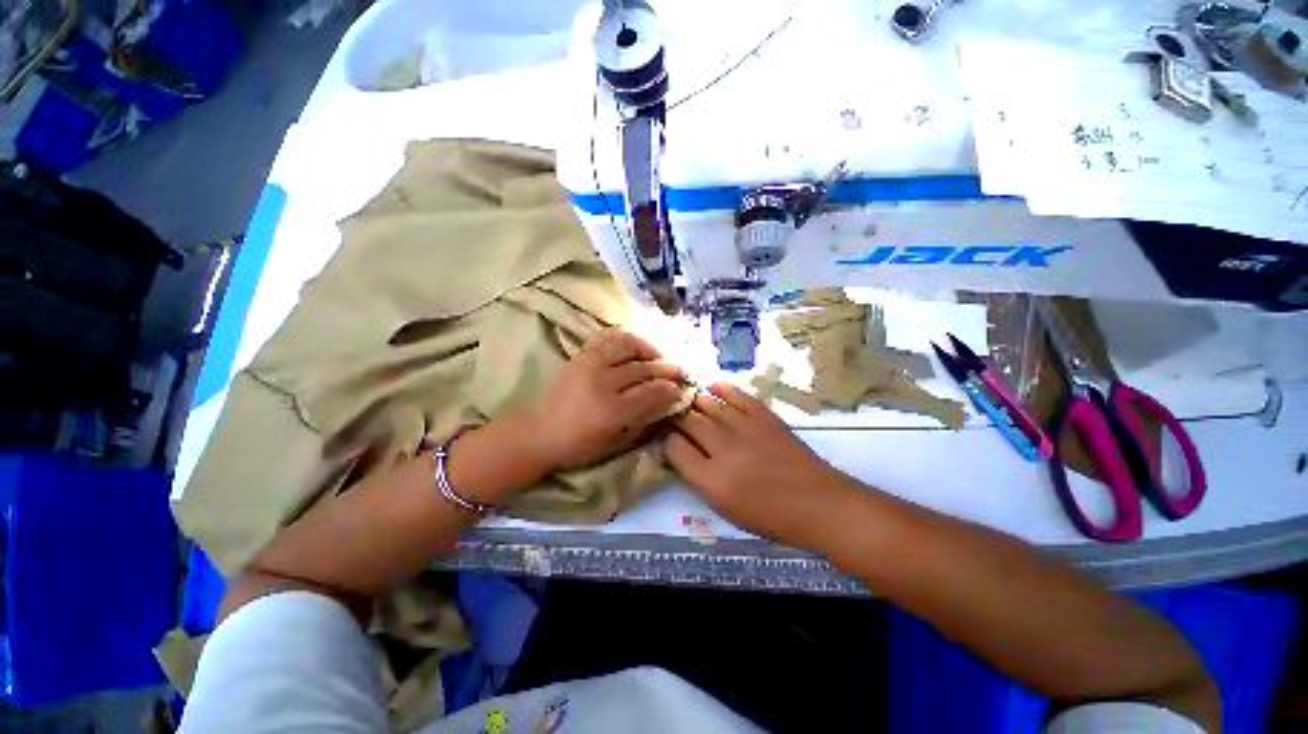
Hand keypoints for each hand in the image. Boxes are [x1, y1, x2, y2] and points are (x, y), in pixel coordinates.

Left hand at [525, 328, 686, 471]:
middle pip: (644, 368)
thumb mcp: (615, 443)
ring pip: (628, 345)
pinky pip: (606, 336)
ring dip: (648, 348)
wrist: (539, 431)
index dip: (671, 389)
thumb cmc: (579, 445)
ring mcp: (590, 364)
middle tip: (679, 371)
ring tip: (657, 356)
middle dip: (667, 369)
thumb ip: (643, 422)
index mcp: (612, 410)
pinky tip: (633, 345)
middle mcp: (603, 382)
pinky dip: (623, 337)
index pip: (652, 392)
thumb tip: (666, 404)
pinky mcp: (580, 355)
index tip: (681, 389)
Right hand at [664, 383, 852, 547]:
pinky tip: (712, 387)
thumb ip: (696, 477)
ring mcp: (746, 429)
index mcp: (712, 481)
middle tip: (671, 413)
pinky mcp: (764, 416)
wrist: (818, 504)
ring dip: (693, 400)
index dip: (664, 438)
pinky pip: (736, 394)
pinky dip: (721, 388)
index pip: (674, 447)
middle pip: (688, 421)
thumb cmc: (769, 515)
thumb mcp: (724, 508)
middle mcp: (724, 450)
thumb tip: (673, 450)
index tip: (662, 434)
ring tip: (687, 399)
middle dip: (675, 415)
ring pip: (707, 403)